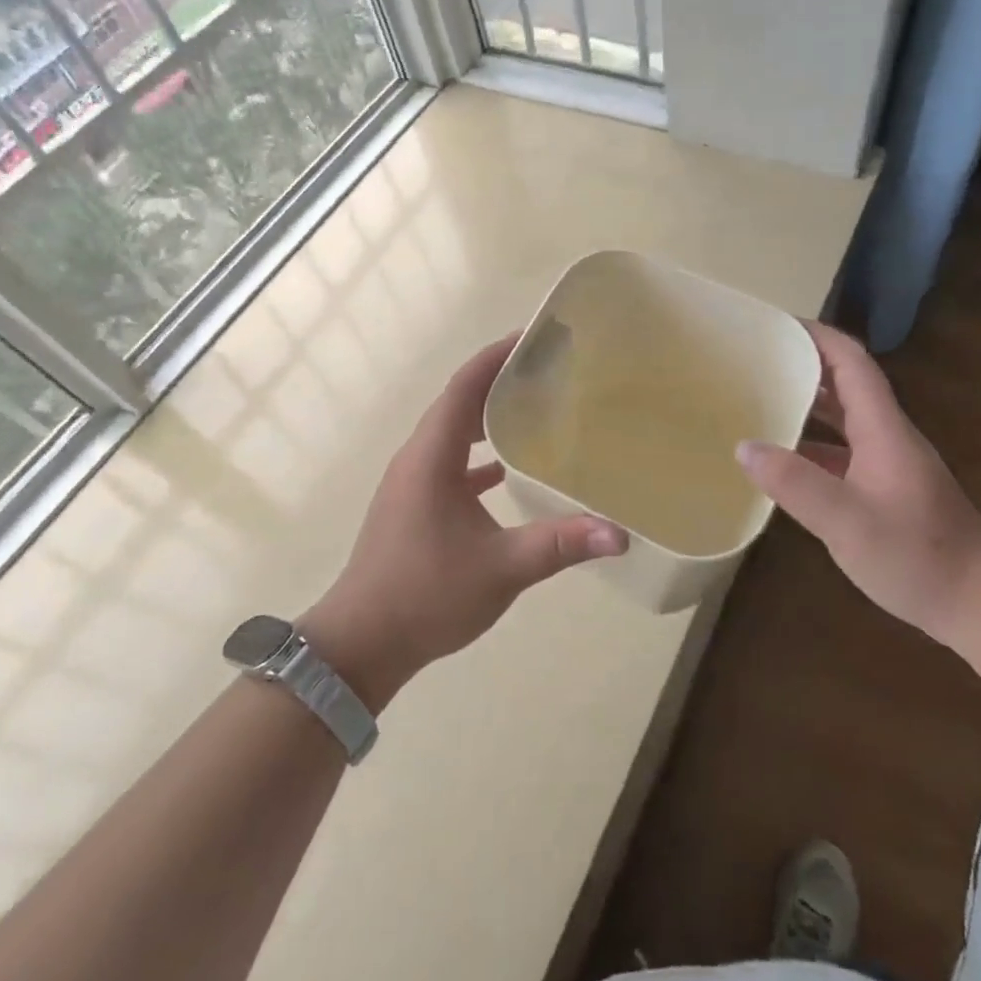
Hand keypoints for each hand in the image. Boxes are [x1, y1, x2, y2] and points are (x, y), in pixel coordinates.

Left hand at [299, 335, 626, 709]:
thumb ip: (560, 545)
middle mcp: (417, 458)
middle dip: (499, 379)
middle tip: (547, 368)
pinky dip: (478, 454)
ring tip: (534, 407)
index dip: (496, 356)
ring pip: (453, 432)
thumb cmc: (425, 595)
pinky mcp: (414, 504)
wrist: (361, 643)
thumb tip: (619, 534)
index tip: (533, 336)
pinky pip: (450, 462)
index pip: (464, 387)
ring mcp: (411, 482)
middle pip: (459, 402)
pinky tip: (507, 468)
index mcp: (431, 456)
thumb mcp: (501, 569)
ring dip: (487, 415)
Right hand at [735, 321, 980, 648]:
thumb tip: (745, 447)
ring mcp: (888, 464)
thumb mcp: (847, 522)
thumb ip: (795, 484)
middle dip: (802, 366)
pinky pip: (842, 452)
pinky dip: (812, 445)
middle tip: (754, 362)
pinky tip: (783, 462)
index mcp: (882, 429)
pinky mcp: (886, 490)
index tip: (776, 324)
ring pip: (842, 419)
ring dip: (806, 405)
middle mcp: (886, 436)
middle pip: (844, 384)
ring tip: (758, 402)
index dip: (817, 337)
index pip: (851, 363)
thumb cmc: (919, 555)